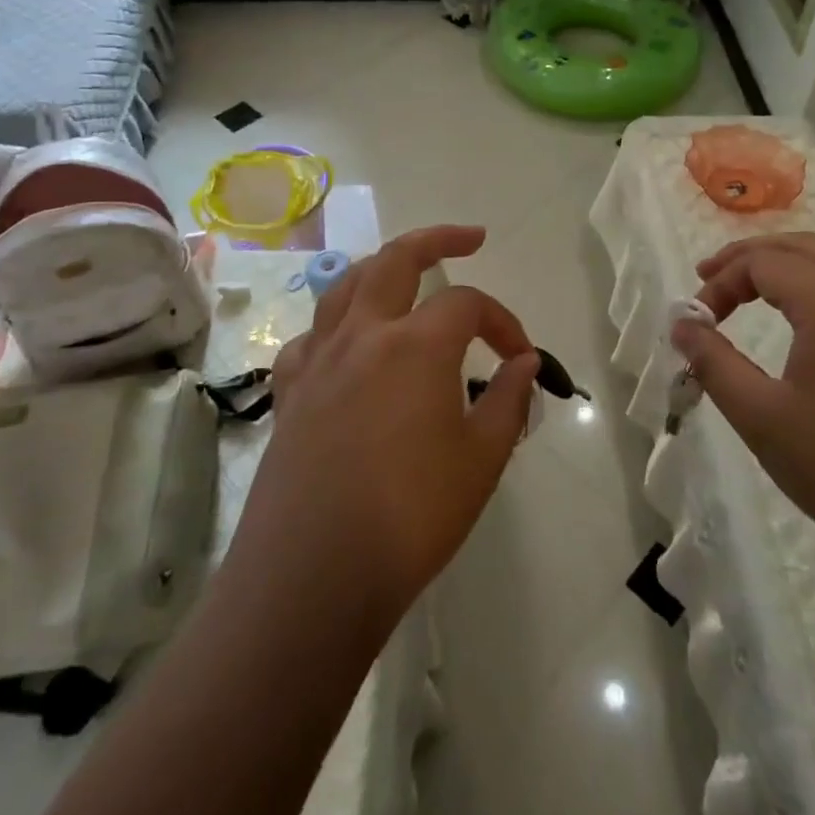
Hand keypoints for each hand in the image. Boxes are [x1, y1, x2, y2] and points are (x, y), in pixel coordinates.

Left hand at [233, 225, 538, 631]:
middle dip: (437, 238)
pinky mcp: (290, 394)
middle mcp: (363, 335)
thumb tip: (525, 364)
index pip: (468, 305)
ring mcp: (318, 361)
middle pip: (396, 259)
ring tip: (404, 275)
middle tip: (469, 238)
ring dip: (380, 269)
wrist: (313, 576)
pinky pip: (310, 339)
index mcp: (415, 344)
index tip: (522, 358)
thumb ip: (508, 401)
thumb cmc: (411, 516)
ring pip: (345, 287)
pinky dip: (334, 328)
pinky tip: (346, 348)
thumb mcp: (480, 460)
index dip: (503, 322)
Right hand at [671, 232, 814, 584]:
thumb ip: (714, 363)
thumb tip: (682, 325)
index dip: (719, 282)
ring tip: (750, 292)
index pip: (762, 262)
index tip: (695, 321)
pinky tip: (804, 327)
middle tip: (709, 277)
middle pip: (802, 247)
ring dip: (787, 269)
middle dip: (750, 257)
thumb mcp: (763, 418)